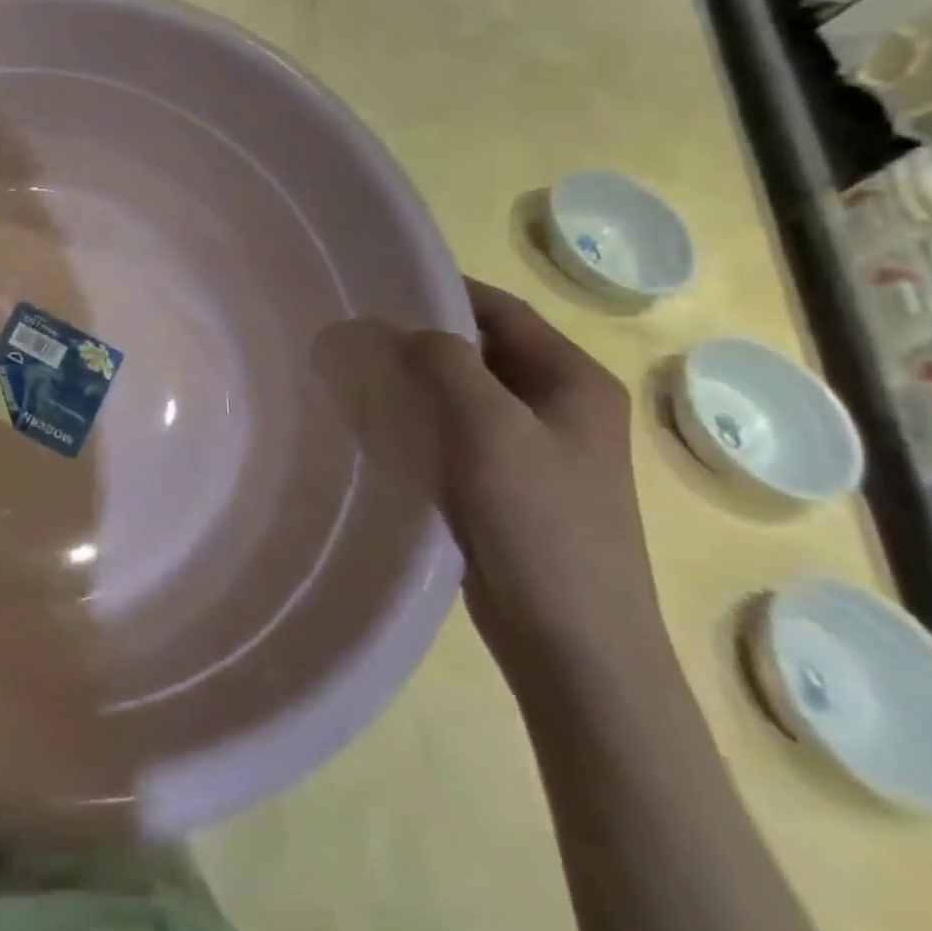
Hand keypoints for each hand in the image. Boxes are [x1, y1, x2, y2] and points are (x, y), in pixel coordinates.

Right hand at [338, 279, 661, 683]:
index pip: (501, 311)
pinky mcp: (509, 484)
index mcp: (574, 380)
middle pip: (482, 350)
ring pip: (465, 393)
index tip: (380, 285)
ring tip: (358, 373)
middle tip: (358, 335)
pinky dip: (422, 419)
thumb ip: (444, 362)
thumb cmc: (539, 522)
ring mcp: (536, 449)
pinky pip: (458, 432)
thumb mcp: (488, 426)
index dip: (443, 292)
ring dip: (417, 381)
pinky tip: (379, 422)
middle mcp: (560, 406)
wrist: (572, 645)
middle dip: (422, 340)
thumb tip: (402, 329)